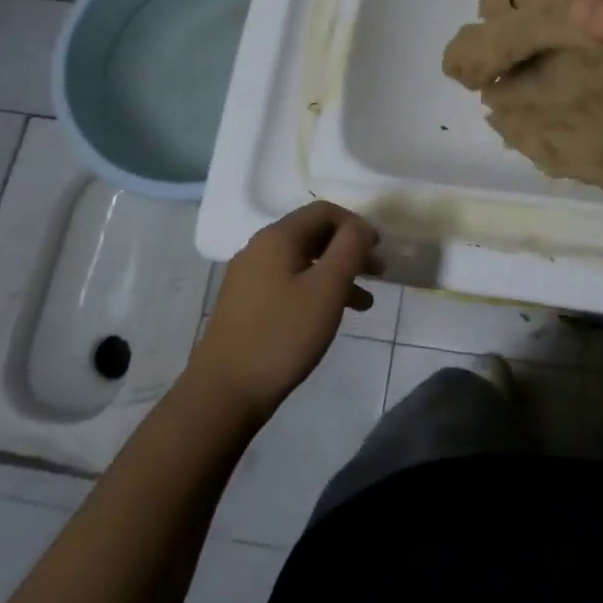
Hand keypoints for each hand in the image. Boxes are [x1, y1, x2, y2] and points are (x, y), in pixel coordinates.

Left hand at [191, 202, 377, 420]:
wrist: (224, 391)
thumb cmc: (283, 334)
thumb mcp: (327, 288)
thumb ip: (349, 248)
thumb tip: (360, 227)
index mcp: (278, 237)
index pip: (324, 211)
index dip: (356, 224)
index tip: (379, 249)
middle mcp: (260, 248)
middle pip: (313, 234)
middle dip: (349, 249)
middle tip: (377, 273)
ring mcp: (249, 276)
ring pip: (303, 261)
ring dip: (336, 274)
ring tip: (364, 303)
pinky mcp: (246, 303)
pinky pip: (289, 282)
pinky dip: (315, 290)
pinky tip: (329, 316)